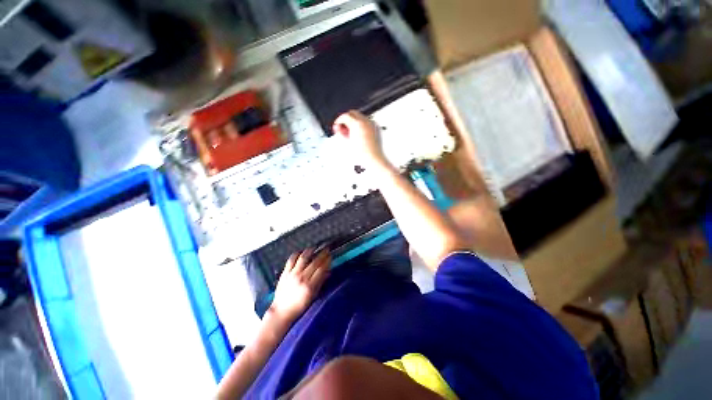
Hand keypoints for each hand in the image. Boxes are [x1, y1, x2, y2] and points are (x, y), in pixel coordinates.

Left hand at [271, 248, 330, 320]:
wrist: (281, 311)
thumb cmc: (299, 306)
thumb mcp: (313, 296)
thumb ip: (321, 282)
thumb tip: (328, 271)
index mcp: (310, 286)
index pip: (321, 269)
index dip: (327, 261)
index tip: (330, 256)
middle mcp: (302, 278)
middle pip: (314, 262)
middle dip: (322, 254)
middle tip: (326, 249)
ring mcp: (292, 274)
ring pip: (303, 258)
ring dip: (310, 251)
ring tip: (314, 248)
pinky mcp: (285, 273)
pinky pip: (291, 259)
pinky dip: (297, 254)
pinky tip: (301, 251)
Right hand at [333, 111, 390, 170]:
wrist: (373, 159)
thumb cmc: (362, 154)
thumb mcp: (347, 142)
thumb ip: (340, 132)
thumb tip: (338, 128)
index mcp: (357, 124)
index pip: (345, 116)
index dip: (339, 120)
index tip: (337, 125)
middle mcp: (366, 122)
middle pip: (353, 113)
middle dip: (347, 119)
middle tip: (343, 128)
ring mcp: (372, 124)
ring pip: (360, 117)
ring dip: (354, 122)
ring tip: (351, 134)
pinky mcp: (376, 128)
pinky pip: (367, 122)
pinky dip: (361, 126)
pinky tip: (359, 135)